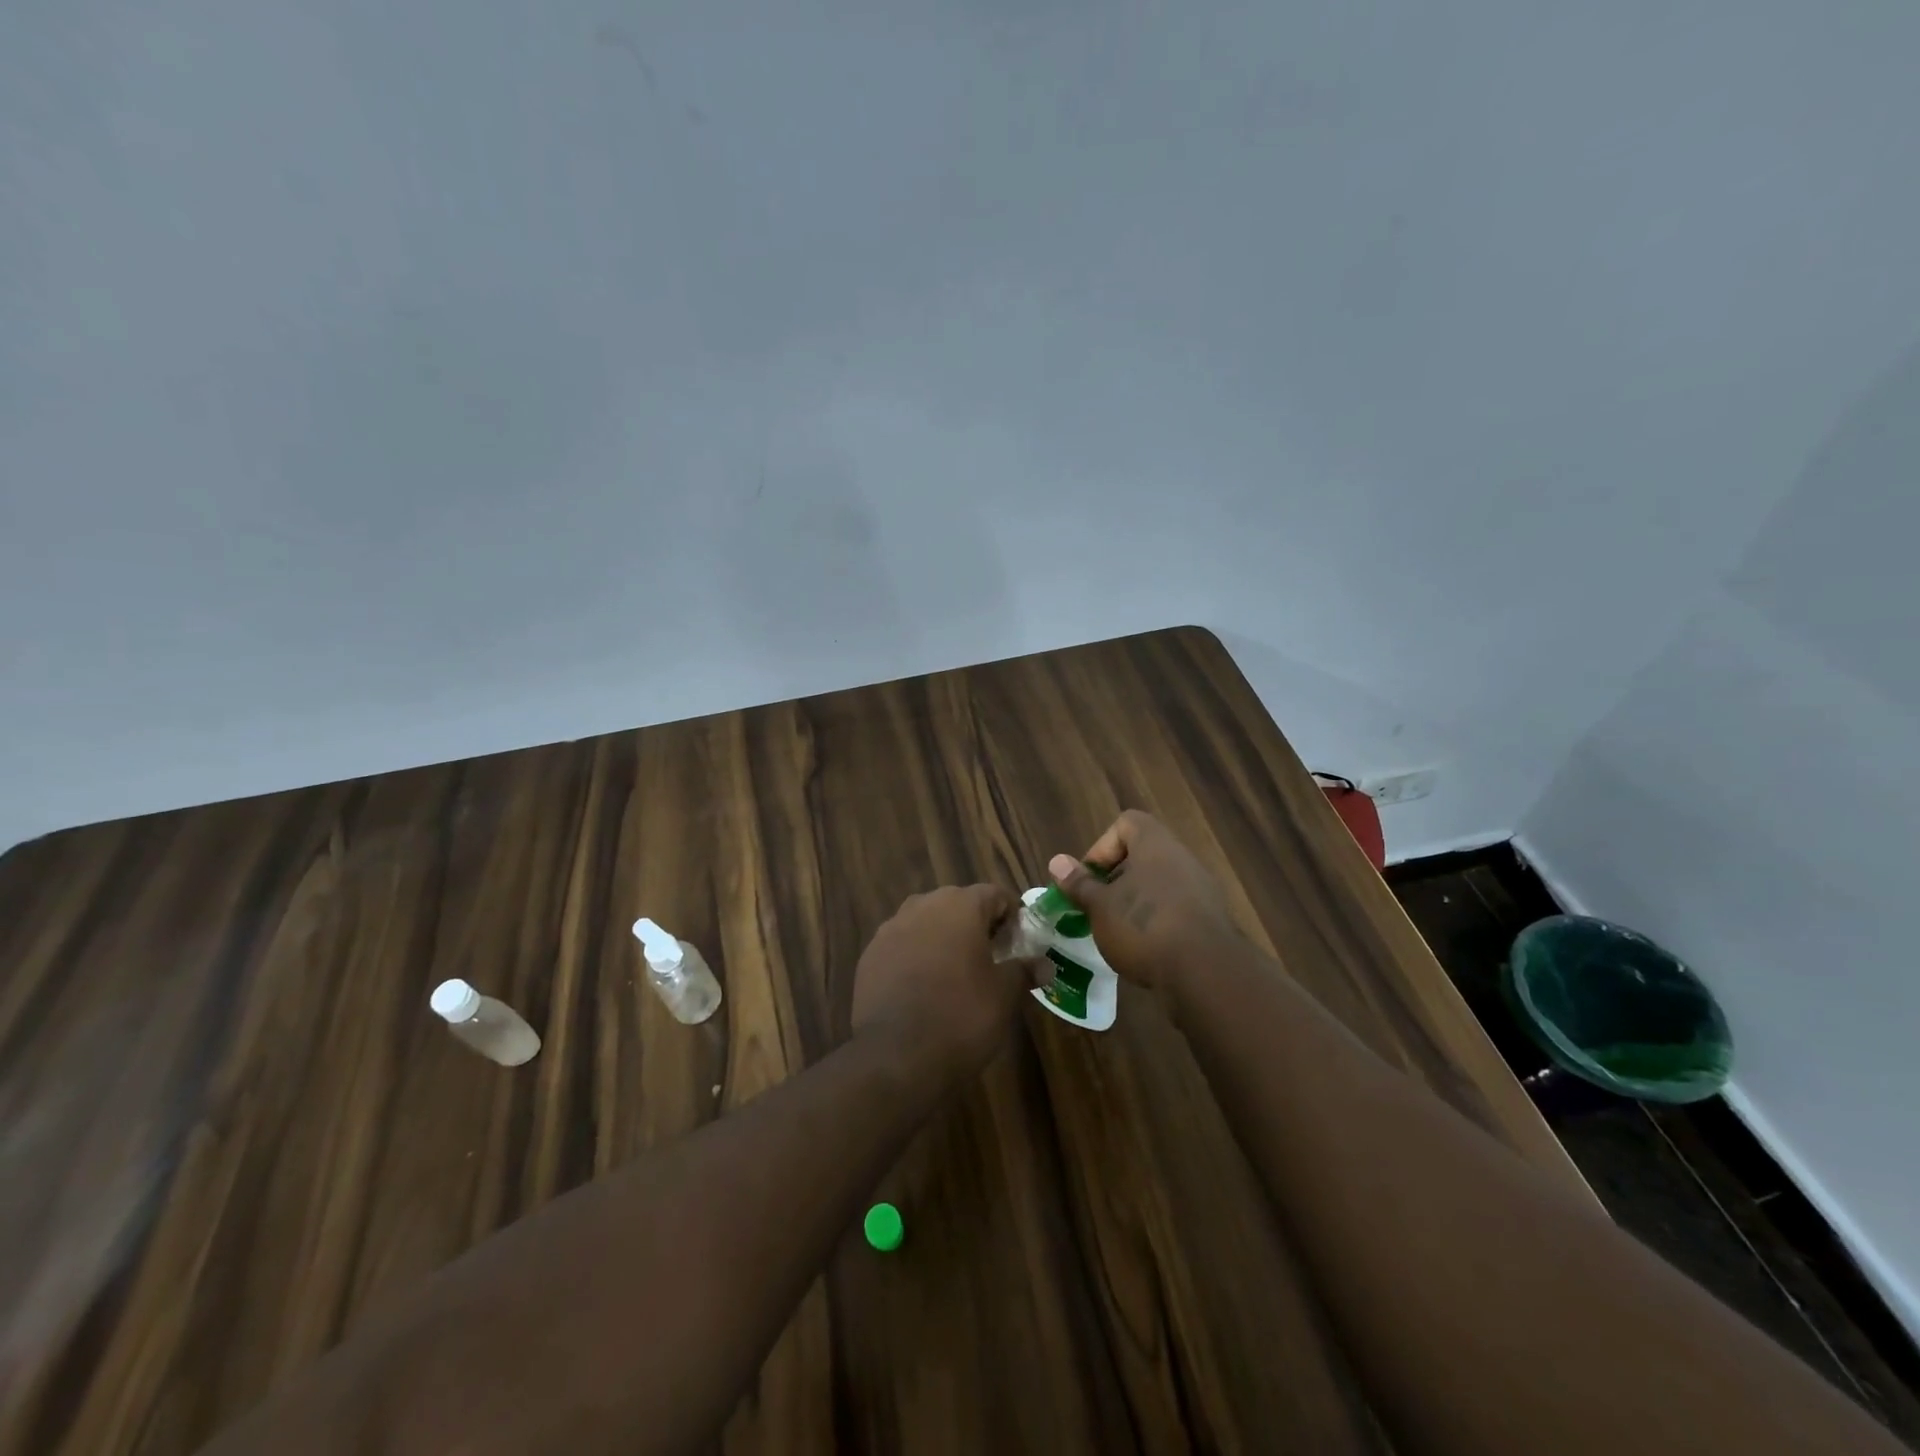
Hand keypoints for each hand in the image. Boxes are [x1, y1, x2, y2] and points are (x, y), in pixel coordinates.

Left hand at [851, 886, 1042, 1080]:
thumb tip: (1045, 965)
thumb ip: (1024, 971)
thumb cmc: (962, 1016)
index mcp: (960, 906)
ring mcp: (891, 929)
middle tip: (993, 957)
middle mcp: (923, 906)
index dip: (1012, 915)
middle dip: (977, 924)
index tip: (1021, 941)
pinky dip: (917, 956)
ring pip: (927, 922)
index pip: (994, 894)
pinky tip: (926, 987)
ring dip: (945, 938)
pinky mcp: (870, 954)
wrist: (896, 1056)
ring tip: (958, 972)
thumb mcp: (1004, 995)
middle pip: (958, 904)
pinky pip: (903, 945)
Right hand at [1047, 811, 1239, 999]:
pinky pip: (1176, 910)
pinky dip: (1158, 923)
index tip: (1090, 879)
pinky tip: (1146, 951)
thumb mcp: (1100, 907)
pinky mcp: (1211, 920)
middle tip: (1099, 908)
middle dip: (1116, 881)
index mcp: (1155, 844)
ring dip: (1136, 903)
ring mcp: (1201, 890)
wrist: (1206, 973)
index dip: (1102, 847)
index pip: (1126, 823)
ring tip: (1119, 933)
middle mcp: (1182, 859)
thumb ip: (1079, 883)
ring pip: (1159, 885)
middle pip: (1142, 856)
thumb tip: (1057, 862)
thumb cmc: (1144, 927)